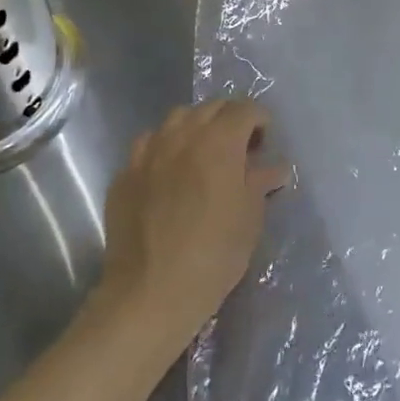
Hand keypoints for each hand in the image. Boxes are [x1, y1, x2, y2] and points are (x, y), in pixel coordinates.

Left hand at [99, 99, 290, 349]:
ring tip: (203, 153)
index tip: (264, 142)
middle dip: (230, 119)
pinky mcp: (125, 173)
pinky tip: (169, 172)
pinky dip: (164, 147)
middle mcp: (183, 135)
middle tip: (239, 148)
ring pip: (177, 118)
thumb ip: (260, 183)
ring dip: (196, 127)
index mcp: (219, 142)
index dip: (259, 120)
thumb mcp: (249, 220)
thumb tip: (274, 167)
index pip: (244, 110)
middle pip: (211, 107)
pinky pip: (148, 144)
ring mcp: (149, 152)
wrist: (150, 292)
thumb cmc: (213, 256)